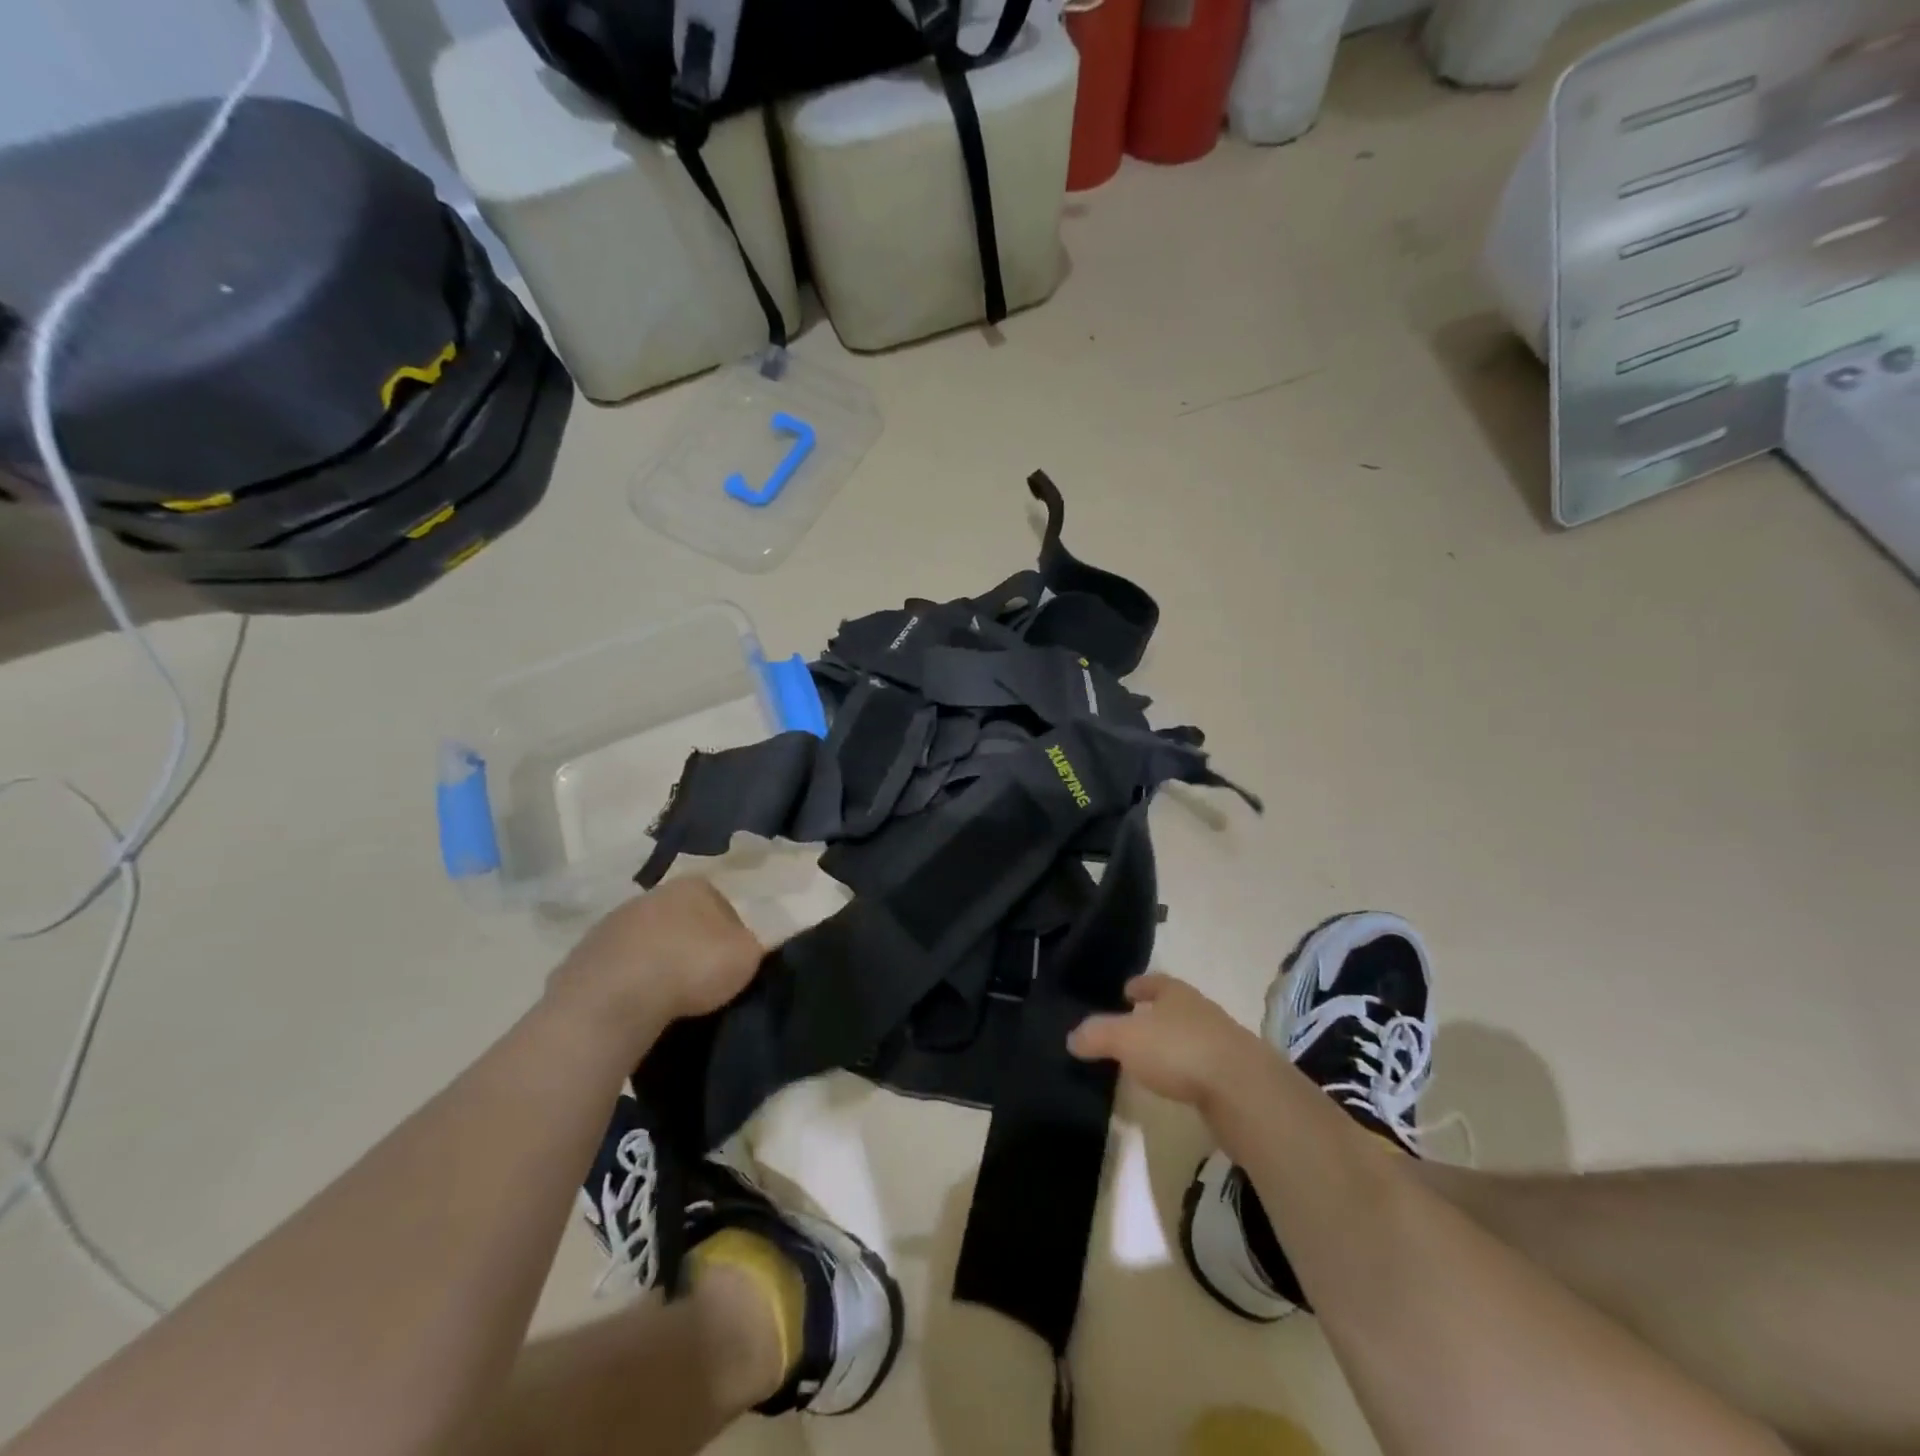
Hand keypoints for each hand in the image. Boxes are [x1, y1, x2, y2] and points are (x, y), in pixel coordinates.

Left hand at [548, 878, 763, 1039]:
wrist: (615, 998)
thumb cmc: (692, 967)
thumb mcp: (746, 956)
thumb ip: (751, 945)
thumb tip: (744, 947)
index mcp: (695, 886)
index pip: (722, 905)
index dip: (730, 935)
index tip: (730, 965)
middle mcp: (653, 894)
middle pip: (681, 920)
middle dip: (689, 945)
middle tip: (699, 981)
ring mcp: (613, 922)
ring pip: (646, 941)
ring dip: (656, 963)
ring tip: (666, 999)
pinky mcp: (583, 953)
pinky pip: (617, 967)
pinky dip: (627, 982)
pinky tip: (635, 1006)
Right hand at [1068, 973, 1275, 1113]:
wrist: (1244, 1090)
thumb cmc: (1178, 1050)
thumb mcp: (1126, 1039)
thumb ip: (1097, 1035)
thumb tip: (1072, 1037)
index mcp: (1176, 993)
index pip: (1155, 981)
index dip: (1140, 985)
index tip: (1127, 990)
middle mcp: (1202, 1011)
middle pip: (1176, 1006)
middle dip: (1157, 1012)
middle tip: (1135, 1022)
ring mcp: (1223, 1042)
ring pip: (1192, 1035)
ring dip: (1174, 1042)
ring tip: (1153, 1057)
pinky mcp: (1236, 1076)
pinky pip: (1204, 1065)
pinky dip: (1189, 1070)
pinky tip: (1178, 1083)